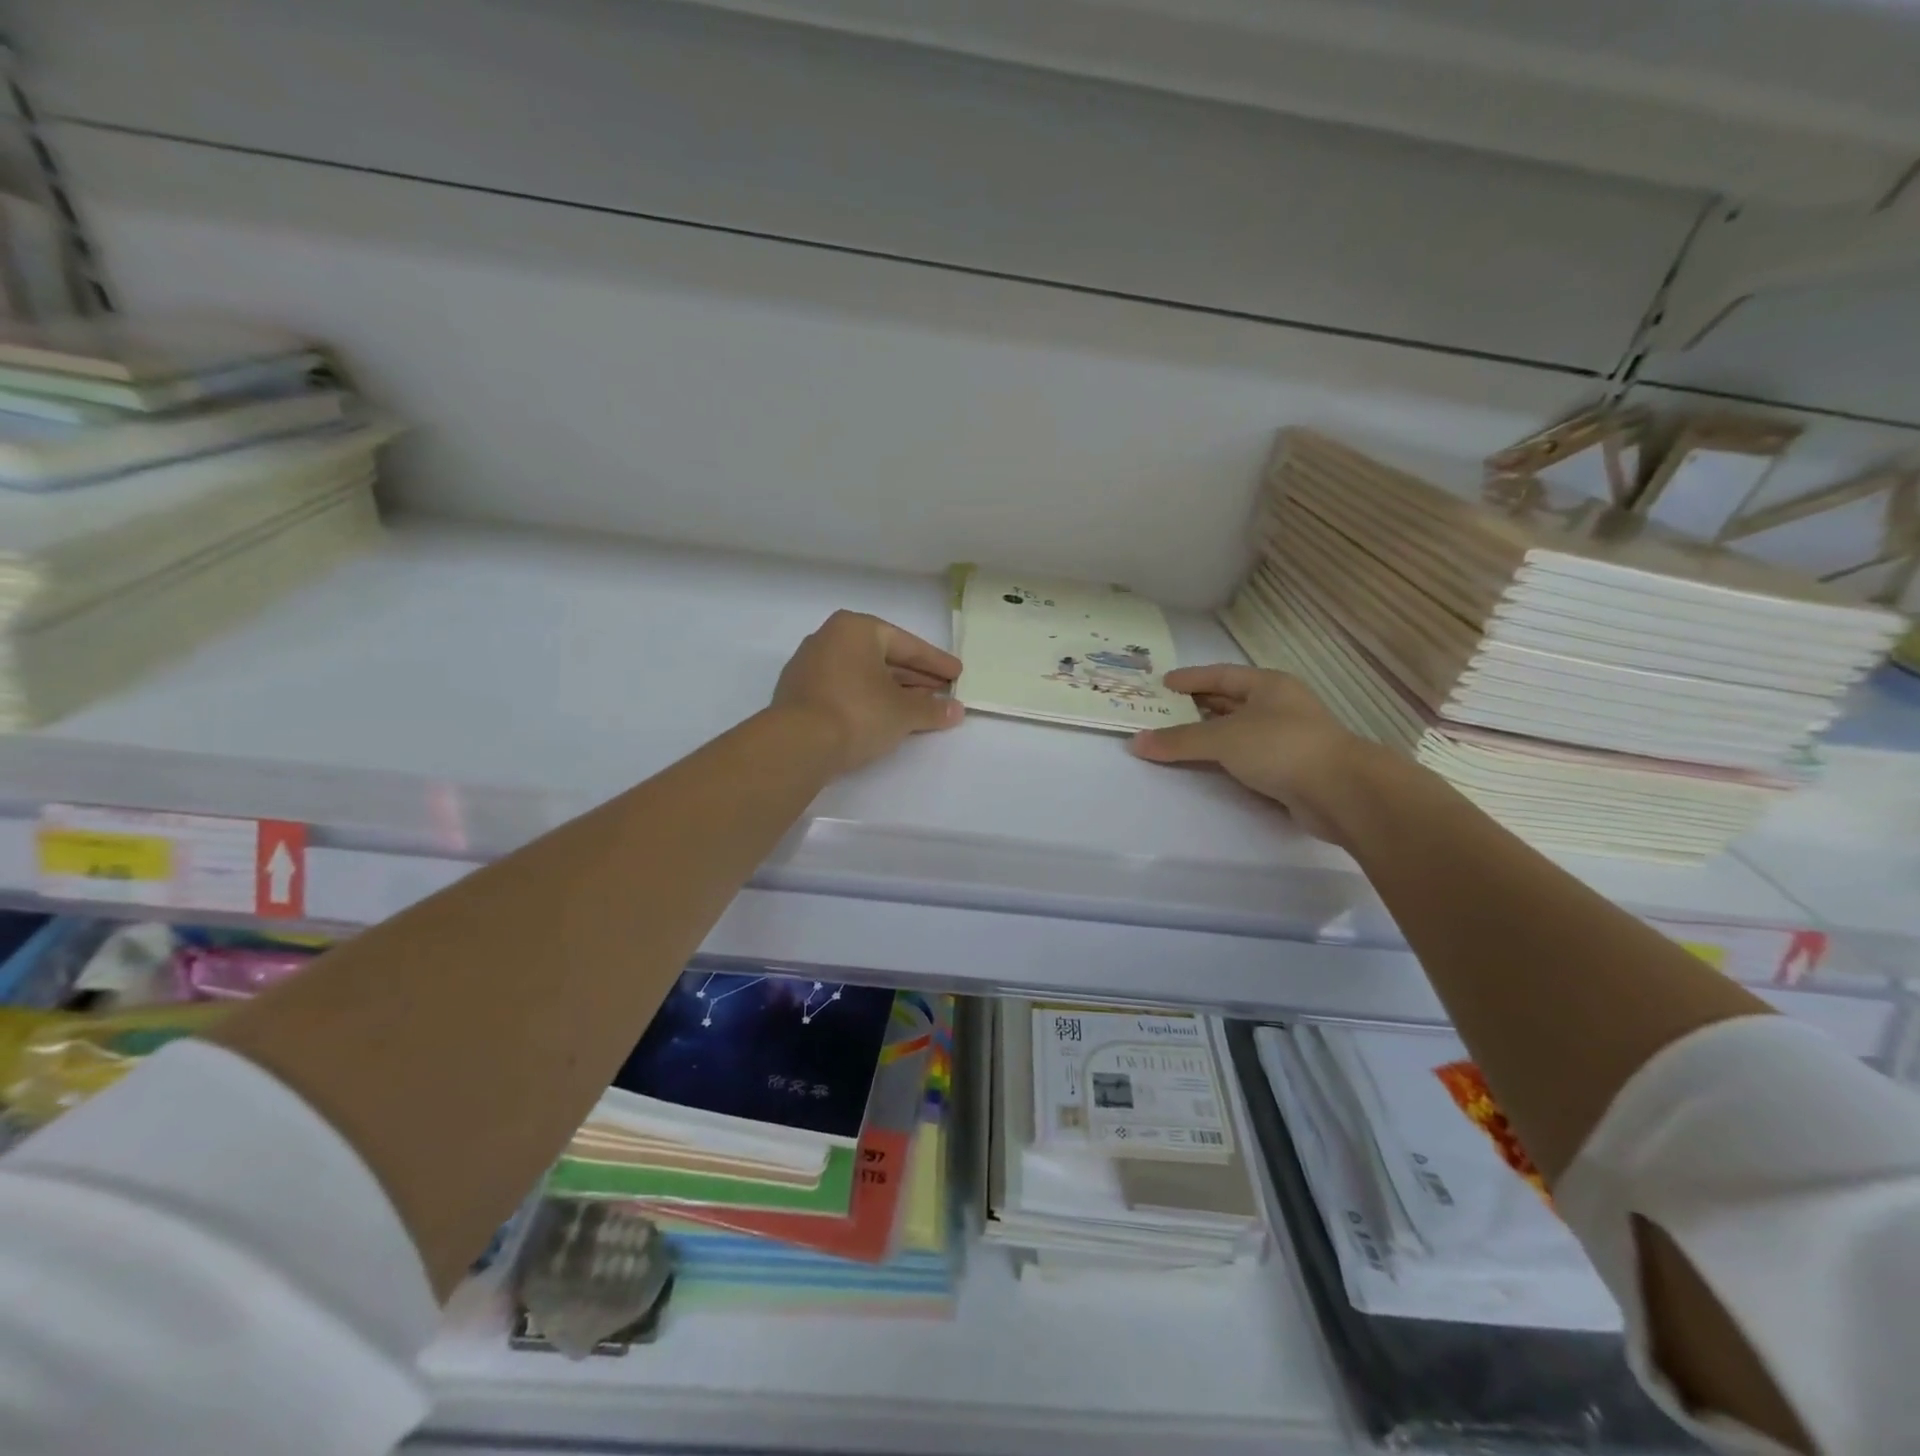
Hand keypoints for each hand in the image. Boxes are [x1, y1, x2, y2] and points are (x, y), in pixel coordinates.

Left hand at [772, 610, 963, 773]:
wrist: (798, 744)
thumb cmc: (858, 712)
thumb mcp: (904, 712)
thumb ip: (932, 709)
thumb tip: (956, 711)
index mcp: (856, 629)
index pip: (906, 644)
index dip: (936, 662)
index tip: (957, 674)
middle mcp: (829, 638)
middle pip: (883, 657)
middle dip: (915, 677)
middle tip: (943, 692)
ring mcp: (810, 666)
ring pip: (863, 675)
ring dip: (892, 690)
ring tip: (919, 708)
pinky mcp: (799, 694)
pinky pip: (845, 689)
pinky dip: (868, 700)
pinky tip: (885, 717)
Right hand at [1128, 665, 1372, 840]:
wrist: (1341, 791)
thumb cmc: (1281, 747)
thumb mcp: (1223, 739)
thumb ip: (1178, 740)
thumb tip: (1135, 742)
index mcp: (1268, 685)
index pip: (1222, 675)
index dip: (1191, 678)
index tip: (1163, 683)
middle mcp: (1279, 706)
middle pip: (1230, 702)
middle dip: (1197, 706)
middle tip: (1162, 712)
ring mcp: (1287, 738)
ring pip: (1238, 731)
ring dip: (1209, 735)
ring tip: (1175, 740)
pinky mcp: (1290, 769)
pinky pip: (1246, 757)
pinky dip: (1224, 759)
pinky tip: (1205, 766)